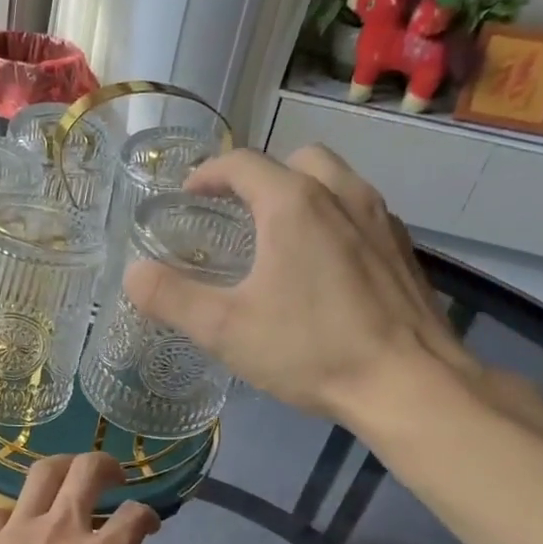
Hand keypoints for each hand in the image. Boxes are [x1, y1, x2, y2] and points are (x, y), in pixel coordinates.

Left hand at [0, 454, 159, 543]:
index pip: (134, 516)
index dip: (148, 515)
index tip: (148, 526)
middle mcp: (62, 530)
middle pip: (87, 471)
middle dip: (107, 464)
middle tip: (113, 477)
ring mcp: (18, 529)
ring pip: (43, 473)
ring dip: (63, 465)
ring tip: (69, 475)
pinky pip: (1, 505)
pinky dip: (16, 506)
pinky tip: (19, 518)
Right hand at [123, 144, 478, 427]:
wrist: (409, 383)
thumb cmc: (311, 350)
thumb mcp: (225, 330)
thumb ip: (172, 298)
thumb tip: (133, 275)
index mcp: (293, 204)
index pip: (243, 164)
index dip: (208, 174)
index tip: (188, 194)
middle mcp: (341, 195)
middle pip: (296, 160)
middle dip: (261, 177)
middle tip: (237, 213)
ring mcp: (380, 219)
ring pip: (335, 182)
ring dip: (301, 194)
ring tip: (278, 237)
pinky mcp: (403, 249)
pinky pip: (361, 213)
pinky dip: (333, 219)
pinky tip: (324, 267)